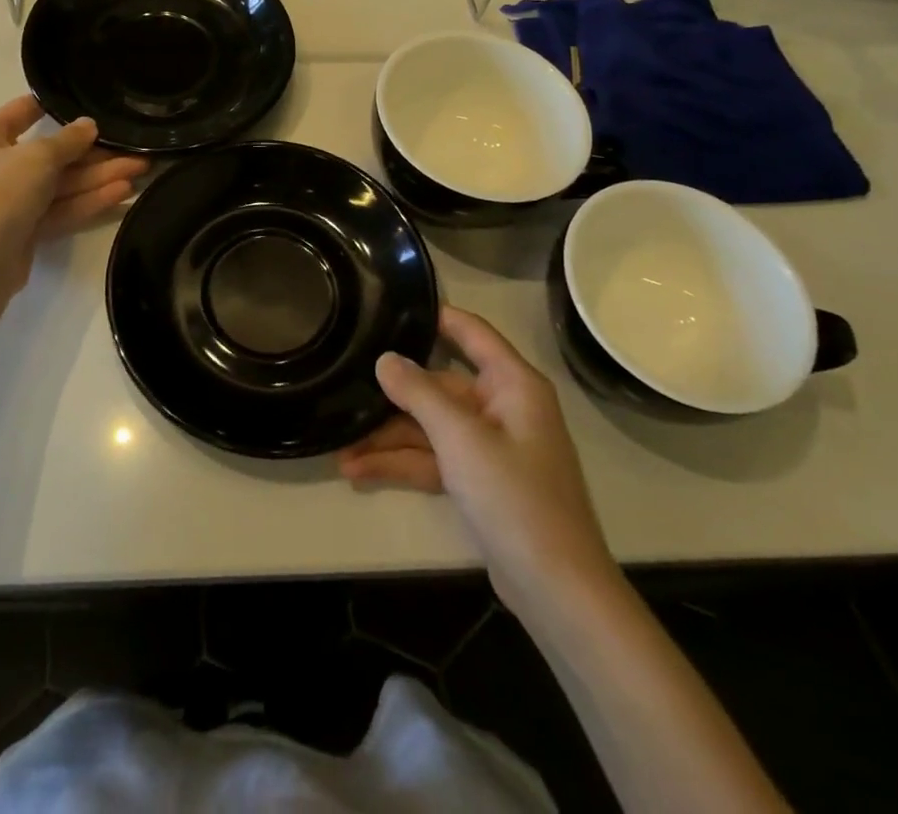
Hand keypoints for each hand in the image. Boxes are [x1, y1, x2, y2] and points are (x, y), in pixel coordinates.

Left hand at [0, 95, 147, 283]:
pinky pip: (60, 208)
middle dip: (94, 153)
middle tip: (135, 149)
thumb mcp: (38, 156)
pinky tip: (123, 193)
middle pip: (51, 154)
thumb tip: (89, 125)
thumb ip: (68, 139)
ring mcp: (10, 201)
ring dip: (99, 177)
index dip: (56, 107)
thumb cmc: (0, 191)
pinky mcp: (25, 230)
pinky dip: (88, 201)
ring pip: (61, 184)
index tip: (91, 103)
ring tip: (141, 169)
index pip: (23, 112)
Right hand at [338, 306, 617, 614]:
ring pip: (431, 427)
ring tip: (340, 446)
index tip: (389, 305)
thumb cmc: (515, 497)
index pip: (471, 332)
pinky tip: (360, 470)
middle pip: (439, 386)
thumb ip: (419, 393)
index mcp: (512, 384)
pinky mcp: (480, 481)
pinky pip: (435, 459)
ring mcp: (491, 447)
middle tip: (345, 385)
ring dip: (389, 438)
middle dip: (393, 395)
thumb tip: (385, 358)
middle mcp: (502, 407)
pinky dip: (403, 464)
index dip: (434, 315)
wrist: (557, 591)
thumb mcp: (460, 438)